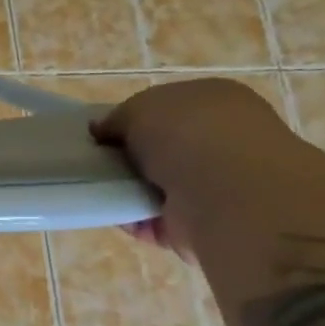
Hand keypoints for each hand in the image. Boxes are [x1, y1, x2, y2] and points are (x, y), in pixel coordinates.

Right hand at [91, 79, 291, 258]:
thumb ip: (117, 118)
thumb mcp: (140, 107)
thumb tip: (102, 131)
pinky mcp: (203, 223)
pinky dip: (133, 219)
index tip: (102, 134)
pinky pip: (154, 219)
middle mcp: (222, 141)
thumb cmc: (188, 134)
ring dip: (129, 189)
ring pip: (157, 185)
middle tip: (96, 162)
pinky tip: (113, 214)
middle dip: (129, 157)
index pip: (168, 108)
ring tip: (98, 188)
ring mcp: (216, 185)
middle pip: (161, 149)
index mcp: (216, 102)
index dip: (132, 120)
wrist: (228, 194)